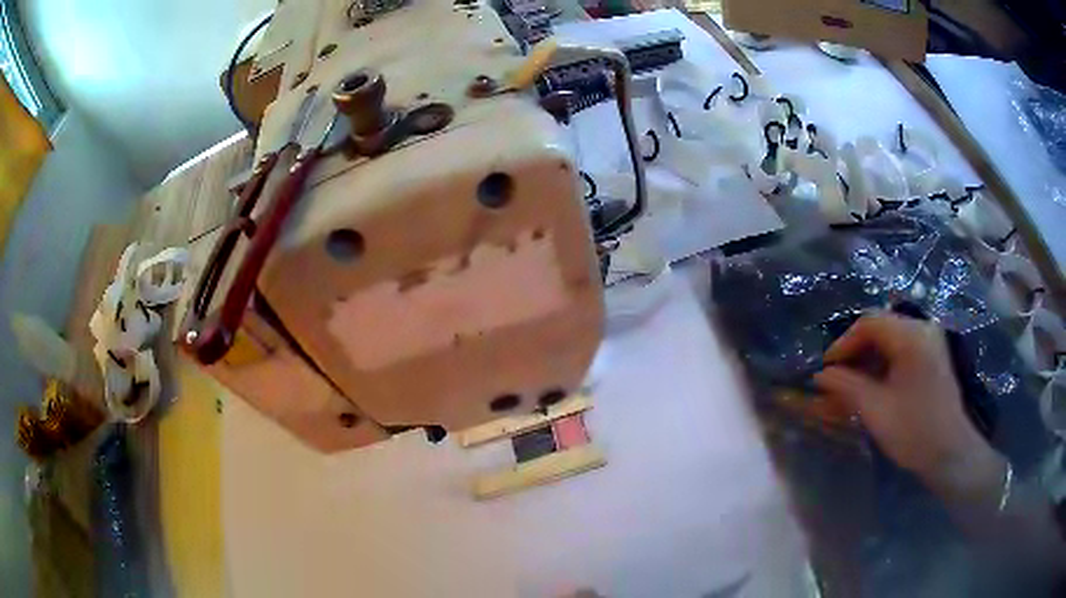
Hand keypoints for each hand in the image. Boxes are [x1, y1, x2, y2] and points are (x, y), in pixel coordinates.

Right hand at [813, 313, 1006, 506]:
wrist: (950, 453)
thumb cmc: (914, 431)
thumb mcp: (876, 410)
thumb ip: (847, 386)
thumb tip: (821, 375)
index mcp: (911, 336)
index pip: (869, 323)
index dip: (843, 343)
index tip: (826, 369)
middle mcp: (923, 329)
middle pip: (880, 327)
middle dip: (855, 351)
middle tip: (837, 377)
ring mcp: (930, 342)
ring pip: (890, 339)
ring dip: (868, 358)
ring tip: (851, 384)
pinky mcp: (933, 356)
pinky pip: (902, 349)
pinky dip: (883, 363)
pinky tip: (873, 385)